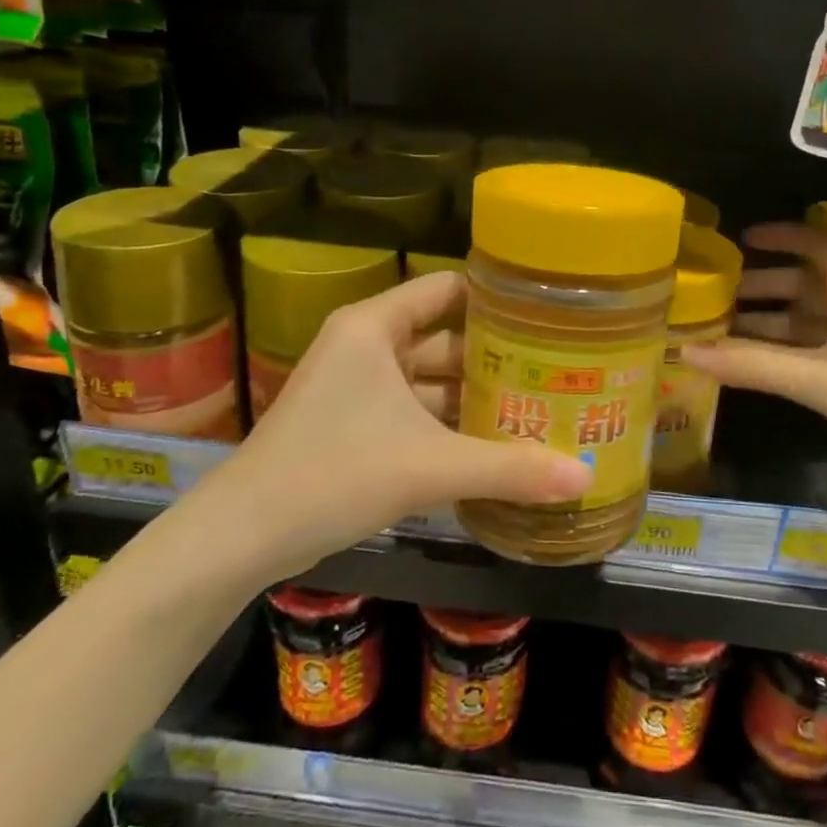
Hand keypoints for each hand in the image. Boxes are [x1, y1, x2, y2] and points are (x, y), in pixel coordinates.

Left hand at [178, 272, 591, 584]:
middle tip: (557, 371)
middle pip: (445, 337)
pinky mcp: (352, 422)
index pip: (448, 289)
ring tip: (536, 408)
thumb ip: (509, 469)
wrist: (240, 538)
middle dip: (496, 358)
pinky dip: (448, 423)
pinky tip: (492, 444)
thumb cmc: (333, 475)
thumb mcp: (429, 468)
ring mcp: (356, 385)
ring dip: (474, 396)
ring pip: (430, 379)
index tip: (548, 316)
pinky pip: (413, 410)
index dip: (497, 299)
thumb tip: (586, 476)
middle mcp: (366, 344)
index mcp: (375, 327)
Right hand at [681, 222, 826, 513]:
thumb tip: (684, 351)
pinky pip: (819, 352)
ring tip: (723, 331)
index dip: (780, 237)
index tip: (741, 239)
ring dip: (771, 324)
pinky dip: (788, 353)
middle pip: (807, 284)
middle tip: (717, 294)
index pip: (817, 243)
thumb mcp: (820, 376)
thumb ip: (752, 364)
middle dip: (764, 286)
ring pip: (812, 321)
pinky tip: (757, 366)